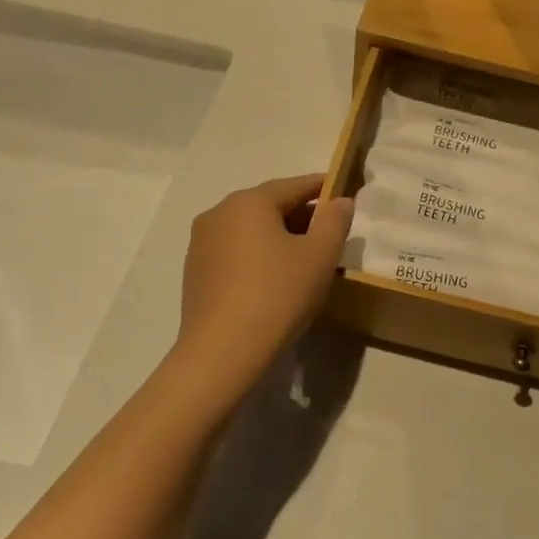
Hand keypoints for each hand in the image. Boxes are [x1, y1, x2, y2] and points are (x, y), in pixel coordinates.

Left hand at [176, 174, 353, 387]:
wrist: (222, 352)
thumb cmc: (278, 295)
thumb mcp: (319, 256)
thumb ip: (334, 221)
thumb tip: (340, 201)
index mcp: (249, 202)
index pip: (294, 185)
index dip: (323, 188)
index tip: (343, 196)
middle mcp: (219, 213)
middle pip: (269, 205)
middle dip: (301, 215)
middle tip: (329, 235)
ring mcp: (201, 242)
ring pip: (250, 229)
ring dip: (278, 236)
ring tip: (304, 260)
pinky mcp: (195, 271)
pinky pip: (234, 251)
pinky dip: (257, 255)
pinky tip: (273, 280)